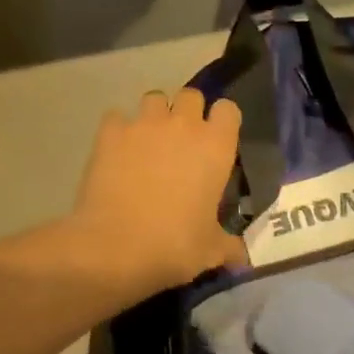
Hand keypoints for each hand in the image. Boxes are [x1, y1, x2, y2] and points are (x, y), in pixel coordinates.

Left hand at [73, 88, 246, 296]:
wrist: (115, 247)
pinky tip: (116, 152)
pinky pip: (116, 117)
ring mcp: (144, 124)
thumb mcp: (210, 250)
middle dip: (188, 112)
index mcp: (216, 146)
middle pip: (191, 95)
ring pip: (154, 98)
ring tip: (148, 142)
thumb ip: (229, 246)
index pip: (229, 109)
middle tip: (182, 141)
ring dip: (154, 115)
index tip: (217, 140)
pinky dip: (118, 130)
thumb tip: (242, 258)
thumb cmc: (174, 245)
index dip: (223, 122)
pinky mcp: (111, 133)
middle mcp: (183, 125)